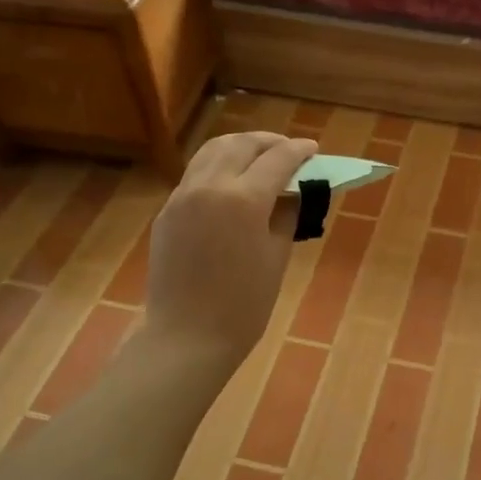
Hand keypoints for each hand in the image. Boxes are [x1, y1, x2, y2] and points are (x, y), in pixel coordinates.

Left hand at [143, 131, 317, 371]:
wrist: (187, 336)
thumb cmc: (244, 305)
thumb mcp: (277, 256)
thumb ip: (287, 214)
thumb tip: (295, 190)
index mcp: (243, 200)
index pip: (277, 160)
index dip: (299, 152)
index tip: (313, 149)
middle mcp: (209, 186)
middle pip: (241, 144)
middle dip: (269, 142)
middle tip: (288, 150)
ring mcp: (182, 196)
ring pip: (212, 151)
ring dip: (240, 147)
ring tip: (260, 156)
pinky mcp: (167, 210)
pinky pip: (196, 174)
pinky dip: (219, 166)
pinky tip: (232, 183)